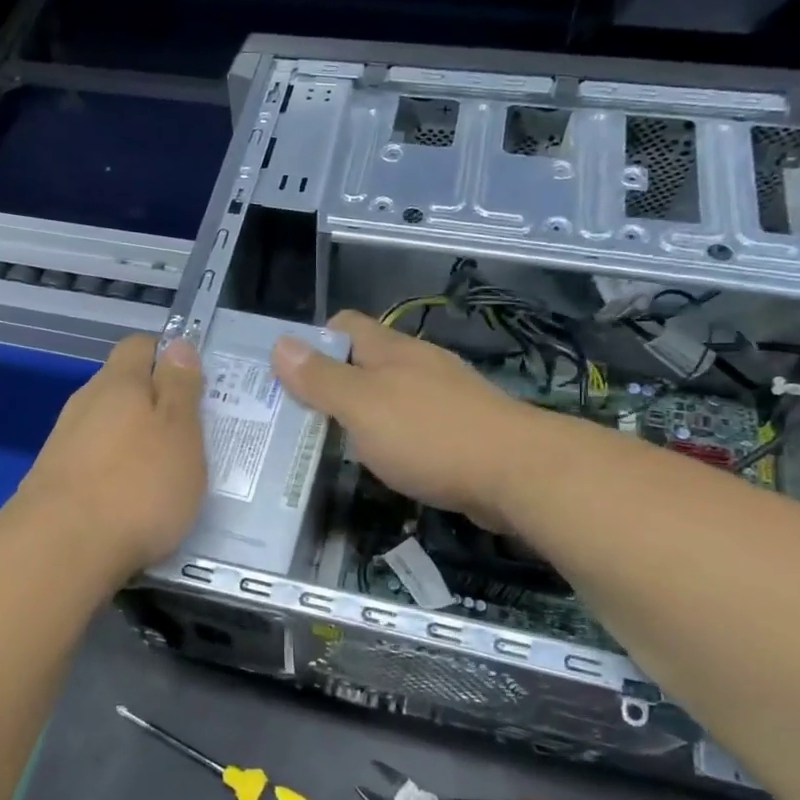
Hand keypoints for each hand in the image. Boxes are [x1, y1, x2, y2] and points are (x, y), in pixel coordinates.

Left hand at [13, 335, 207, 578]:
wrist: (61, 550)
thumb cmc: (137, 486)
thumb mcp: (180, 433)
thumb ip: (180, 388)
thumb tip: (179, 345)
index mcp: (119, 382)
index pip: (141, 346)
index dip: (169, 358)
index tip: (195, 387)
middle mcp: (85, 403)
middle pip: (122, 388)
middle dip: (154, 405)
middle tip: (188, 437)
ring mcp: (63, 442)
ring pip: (106, 427)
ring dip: (134, 442)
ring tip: (163, 476)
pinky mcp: (52, 480)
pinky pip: (92, 462)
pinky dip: (114, 473)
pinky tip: (129, 503)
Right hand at [273, 311, 532, 532]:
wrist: (520, 474)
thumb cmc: (430, 434)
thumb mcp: (362, 406)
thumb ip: (320, 379)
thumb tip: (280, 343)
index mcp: (391, 350)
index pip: (344, 325)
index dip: (313, 344)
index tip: (287, 378)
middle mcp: (418, 365)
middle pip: (365, 362)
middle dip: (332, 384)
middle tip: (299, 418)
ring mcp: (445, 397)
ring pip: (390, 395)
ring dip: (362, 414)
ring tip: (332, 445)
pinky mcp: (463, 431)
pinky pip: (414, 425)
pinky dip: (393, 439)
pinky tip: (385, 464)